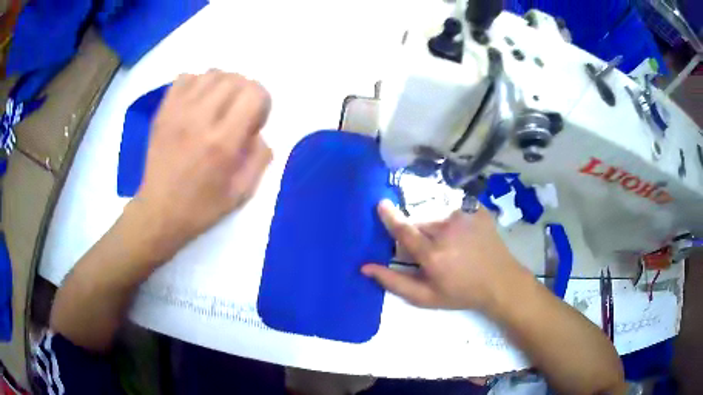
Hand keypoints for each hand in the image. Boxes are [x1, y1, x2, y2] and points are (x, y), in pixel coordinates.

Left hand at [127, 70, 272, 264]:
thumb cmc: (201, 207)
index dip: (263, 103)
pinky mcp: (163, 111)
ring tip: (219, 105)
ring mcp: (178, 111)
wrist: (159, 212)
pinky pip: (186, 77)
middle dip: (246, 92)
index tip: (254, 122)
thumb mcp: (242, 193)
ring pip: (212, 73)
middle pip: (235, 79)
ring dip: (224, 85)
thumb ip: (260, 157)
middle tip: (239, 113)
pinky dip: (198, 83)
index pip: (254, 93)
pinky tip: (198, 101)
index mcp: (222, 142)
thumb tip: (259, 132)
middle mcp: (200, 119)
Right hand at [362, 200, 526, 312]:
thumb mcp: (426, 297)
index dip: (390, 217)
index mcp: (433, 254)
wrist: (501, 282)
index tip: (381, 204)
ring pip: (438, 218)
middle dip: (420, 235)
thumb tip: (366, 267)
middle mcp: (447, 229)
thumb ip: (394, 282)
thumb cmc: (462, 293)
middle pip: (420, 224)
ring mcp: (465, 217)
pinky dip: (455, 223)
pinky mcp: (477, 210)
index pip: (404, 230)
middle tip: (432, 253)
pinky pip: (456, 212)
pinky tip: (466, 238)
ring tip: (453, 248)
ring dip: (438, 230)